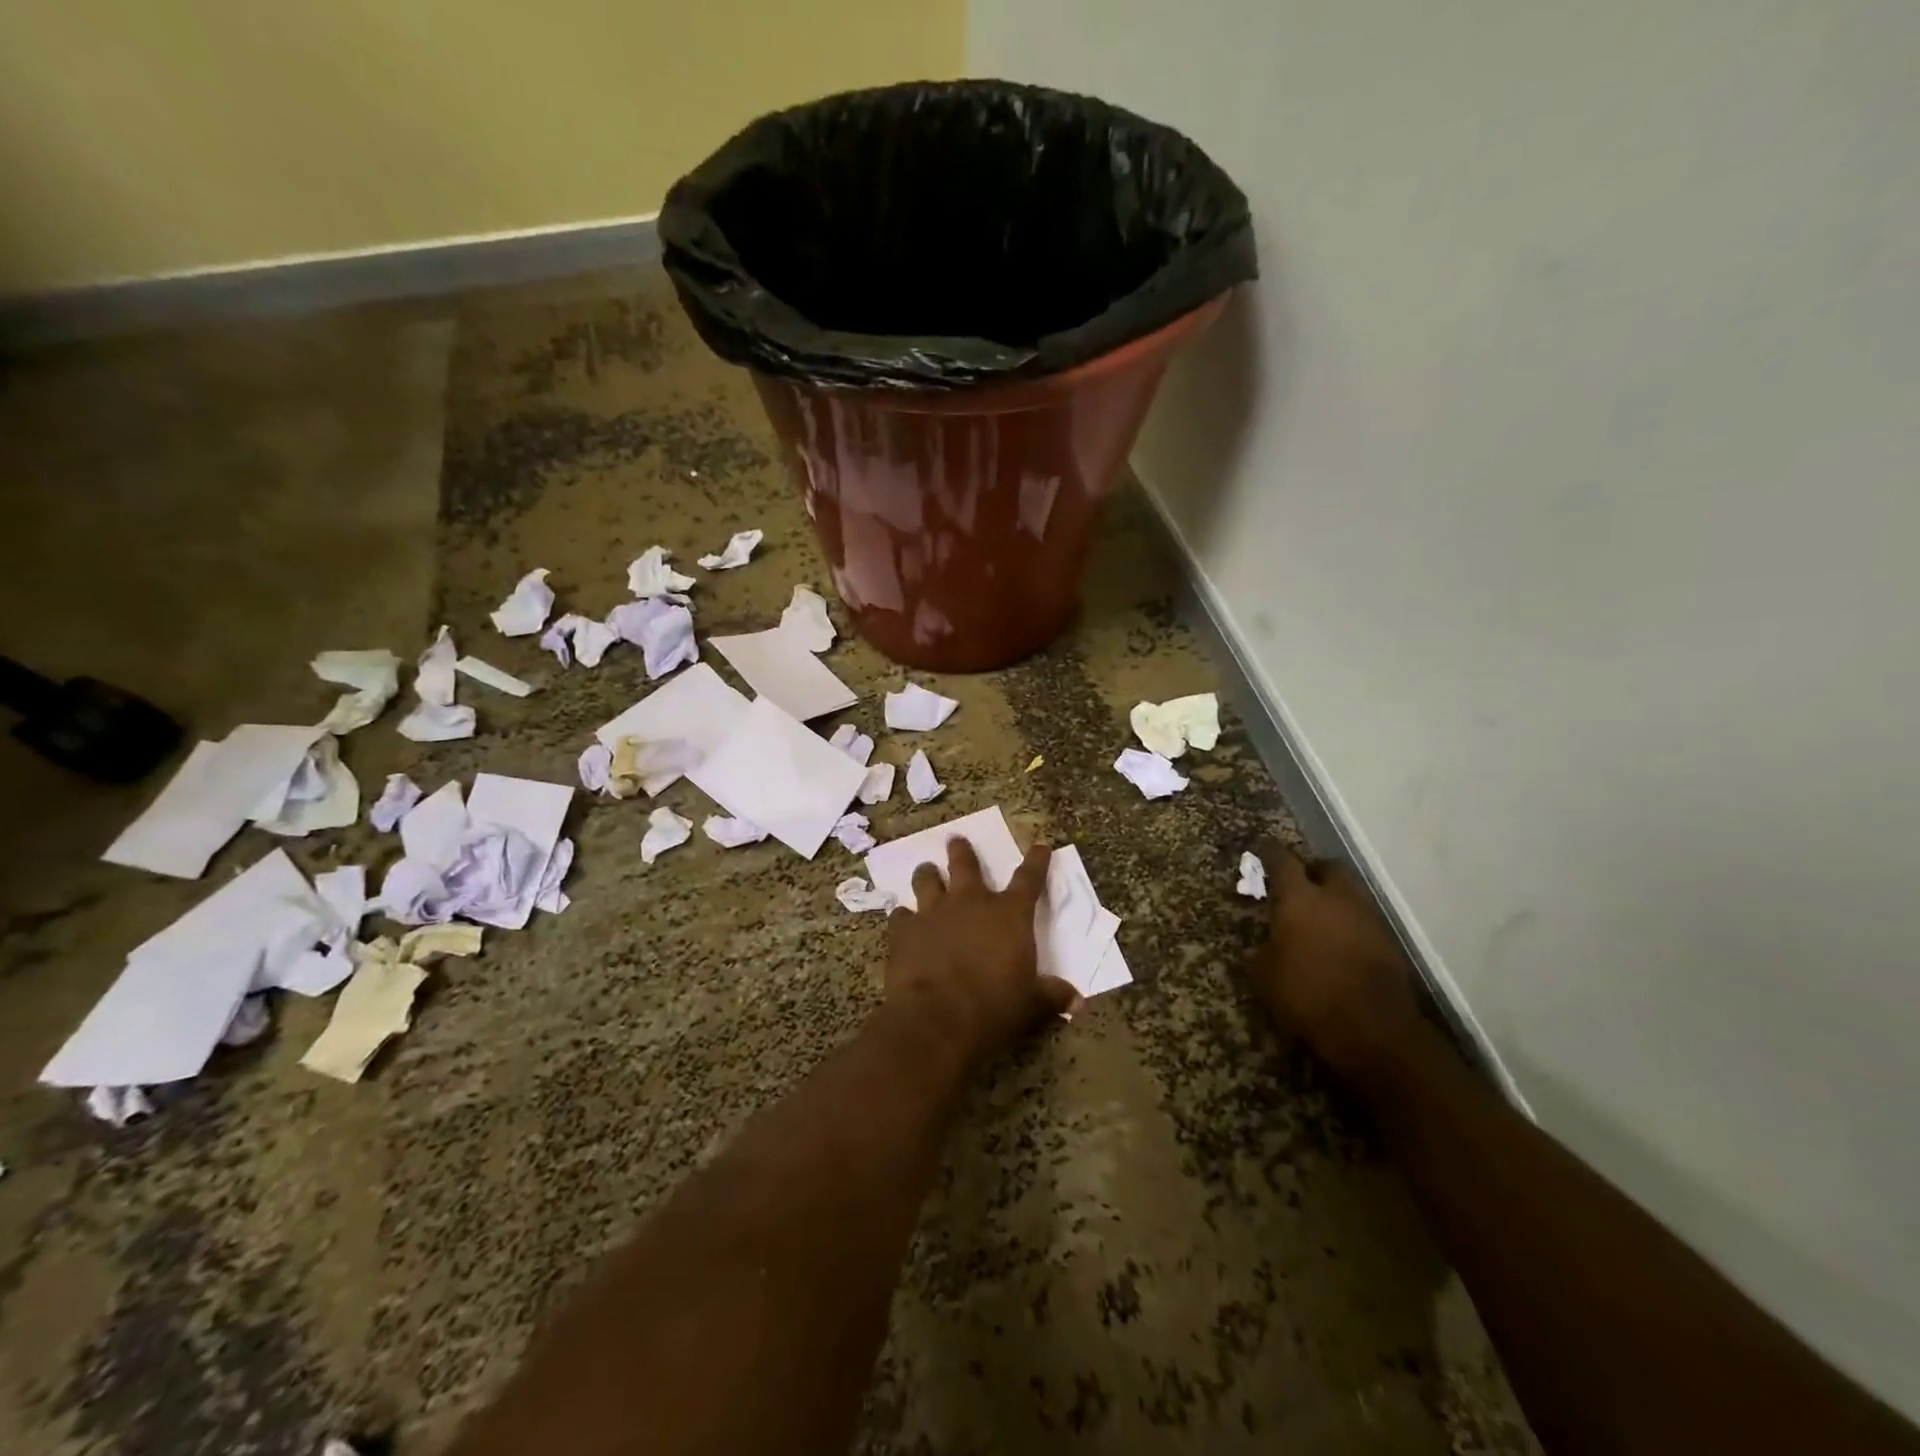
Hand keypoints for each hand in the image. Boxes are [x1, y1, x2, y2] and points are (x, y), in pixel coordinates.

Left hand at [885, 840, 1076, 1065]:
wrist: (938, 1018)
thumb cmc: (995, 1007)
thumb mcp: (1033, 1004)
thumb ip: (1053, 996)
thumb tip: (1078, 1001)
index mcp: (1009, 914)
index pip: (1030, 878)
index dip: (1037, 861)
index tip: (1040, 846)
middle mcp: (971, 902)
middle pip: (965, 864)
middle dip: (962, 851)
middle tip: (956, 840)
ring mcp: (934, 912)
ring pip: (927, 880)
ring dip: (927, 874)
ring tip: (925, 870)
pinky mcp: (905, 930)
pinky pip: (901, 915)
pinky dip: (903, 917)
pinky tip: (902, 921)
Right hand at [1245, 841, 1423, 1083]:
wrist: (1373, 1031)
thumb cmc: (1307, 996)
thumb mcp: (1264, 975)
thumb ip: (1264, 948)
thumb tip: (1269, 943)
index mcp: (1300, 899)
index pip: (1282, 861)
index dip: (1270, 852)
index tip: (1263, 847)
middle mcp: (1337, 898)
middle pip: (1328, 867)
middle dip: (1313, 870)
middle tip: (1299, 882)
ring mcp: (1368, 919)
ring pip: (1351, 893)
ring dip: (1335, 897)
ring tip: (1320, 916)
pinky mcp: (1389, 943)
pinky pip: (1364, 920)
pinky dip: (1350, 923)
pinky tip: (1340, 943)